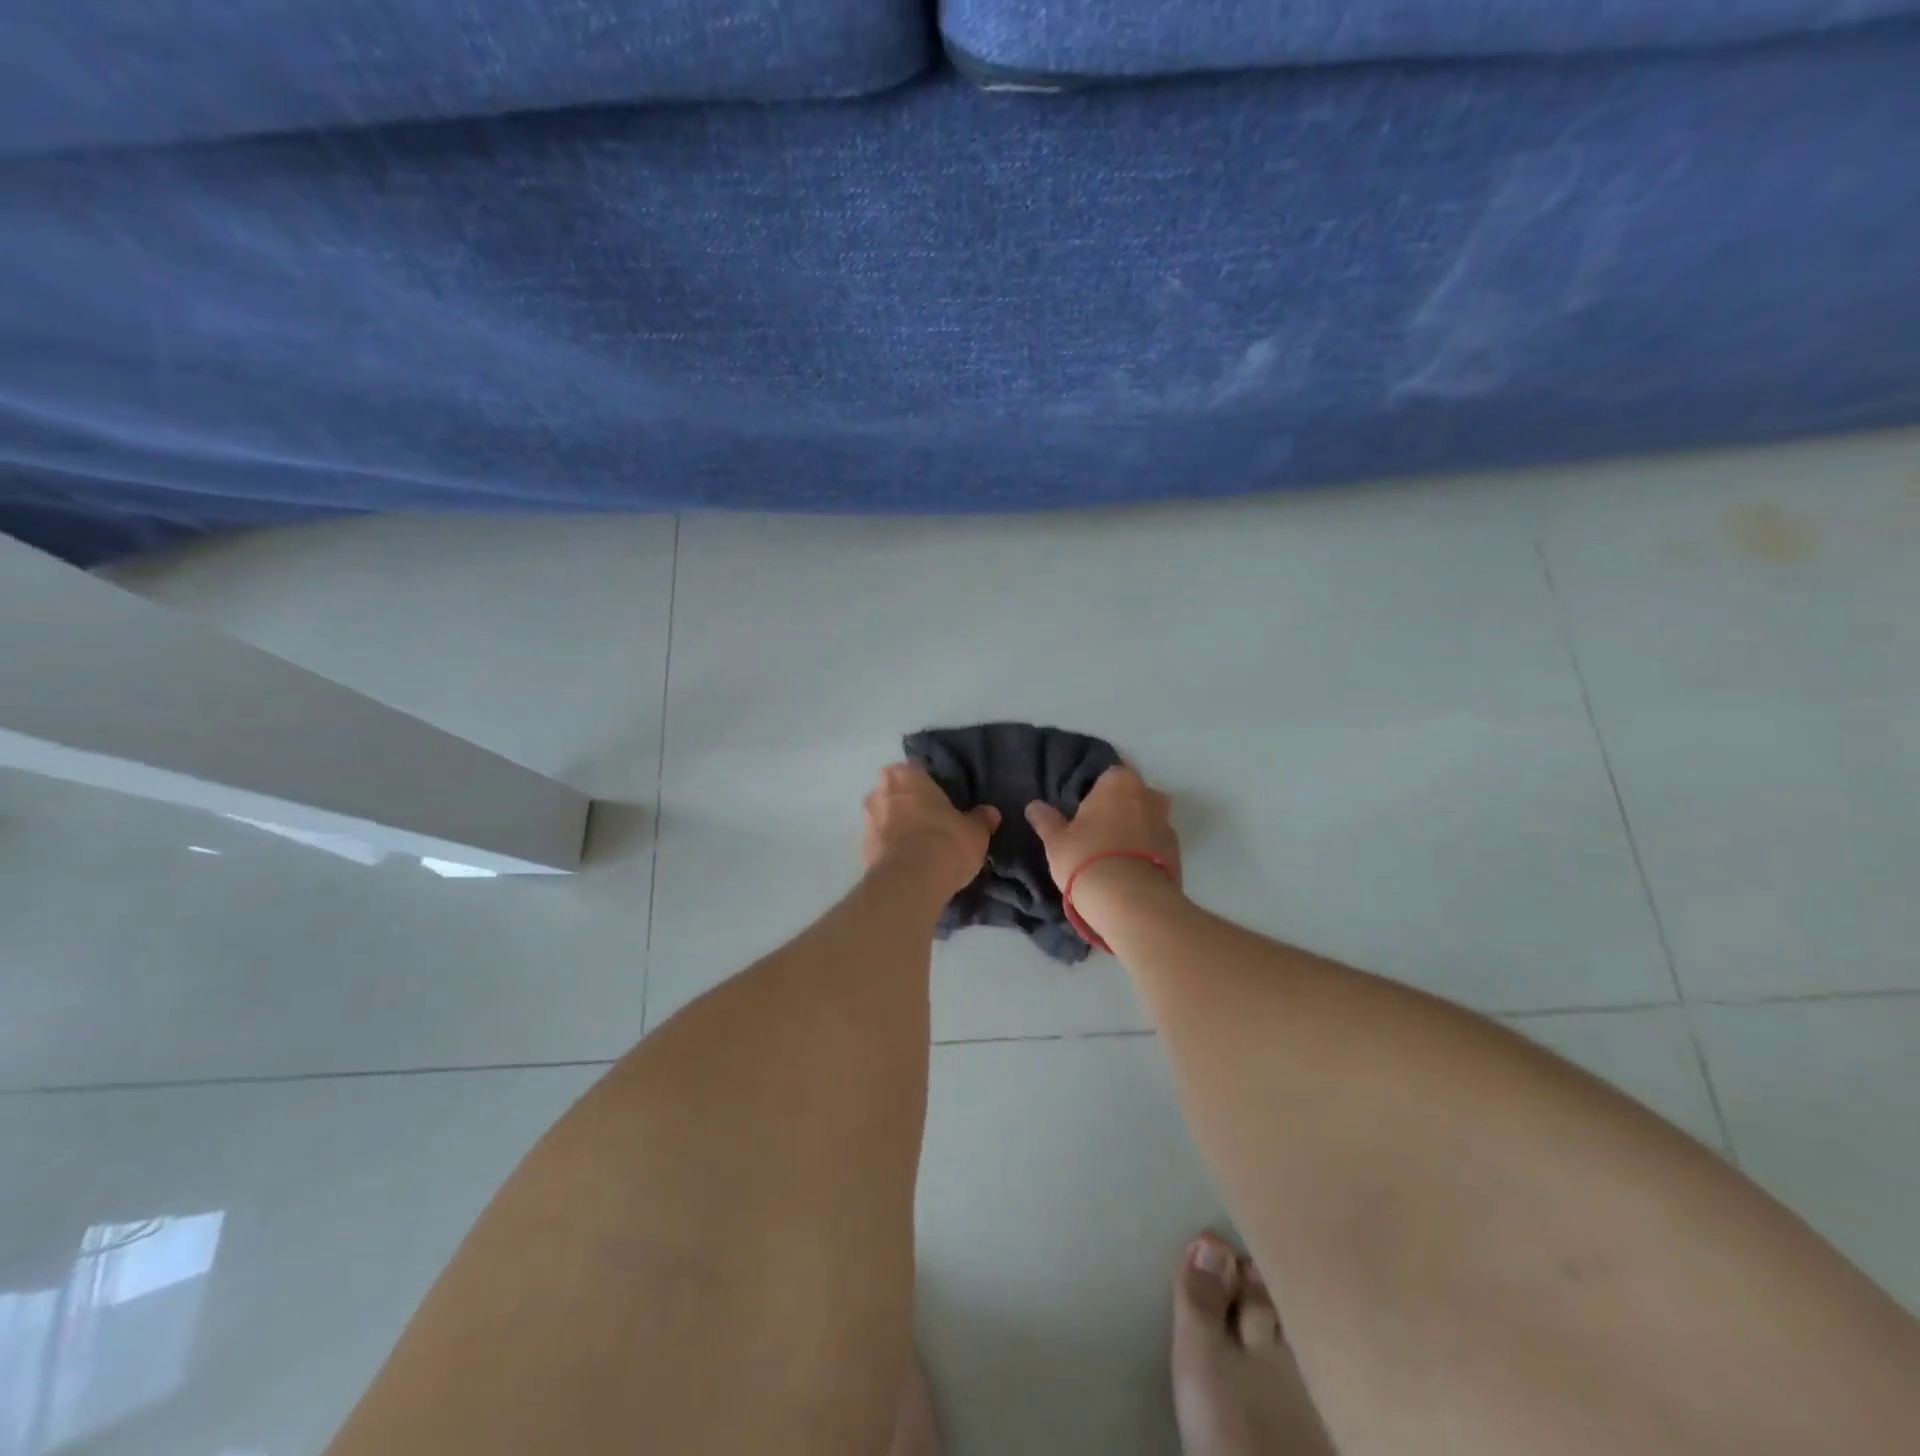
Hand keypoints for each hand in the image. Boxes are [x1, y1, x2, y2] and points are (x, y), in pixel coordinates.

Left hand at [863, 764, 998, 898]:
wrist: (910, 883)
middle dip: (909, 806)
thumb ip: (981, 819)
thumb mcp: (975, 831)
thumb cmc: (945, 842)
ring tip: (921, 847)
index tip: (941, 801)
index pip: (916, 771)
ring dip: (898, 829)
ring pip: (885, 819)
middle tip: (932, 822)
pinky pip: (881, 844)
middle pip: (896, 794)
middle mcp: (880, 792)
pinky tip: (910, 865)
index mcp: (905, 775)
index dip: (928, 786)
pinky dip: (892, 851)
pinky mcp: (862, 851)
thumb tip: (990, 813)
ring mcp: (867, 822)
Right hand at [1025, 765, 1181, 899]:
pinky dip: (1145, 852)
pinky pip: (1156, 845)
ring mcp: (1167, 824)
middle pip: (1131, 795)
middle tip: (1095, 829)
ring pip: (1147, 820)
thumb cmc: (1087, 858)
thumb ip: (1046, 820)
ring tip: (1112, 853)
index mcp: (1119, 782)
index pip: (1107, 773)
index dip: (1094, 789)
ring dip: (1133, 830)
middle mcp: (1149, 795)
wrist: (1131, 903)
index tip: (1082, 807)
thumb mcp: (1056, 841)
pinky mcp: (1178, 854)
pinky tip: (1128, 870)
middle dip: (1117, 808)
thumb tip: (1034, 806)